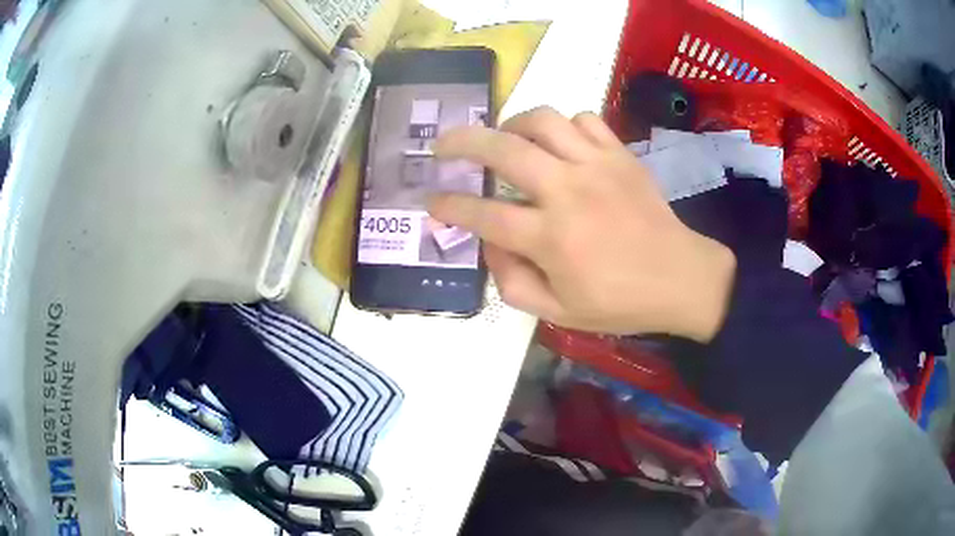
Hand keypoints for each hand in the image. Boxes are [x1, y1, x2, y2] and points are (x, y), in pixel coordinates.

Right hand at [427, 107, 735, 341]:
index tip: (431, 201)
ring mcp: (596, 166)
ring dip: (511, 124)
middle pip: (502, 150)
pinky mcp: (620, 154)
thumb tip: (490, 243)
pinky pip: (583, 119)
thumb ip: (512, 282)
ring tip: (504, 138)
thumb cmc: (620, 302)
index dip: (449, 206)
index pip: (483, 215)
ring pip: (542, 120)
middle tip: (444, 144)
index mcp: (551, 238)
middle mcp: (568, 192)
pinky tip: (557, 142)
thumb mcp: (559, 312)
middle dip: (462, 142)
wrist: (681, 278)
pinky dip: (562, 125)